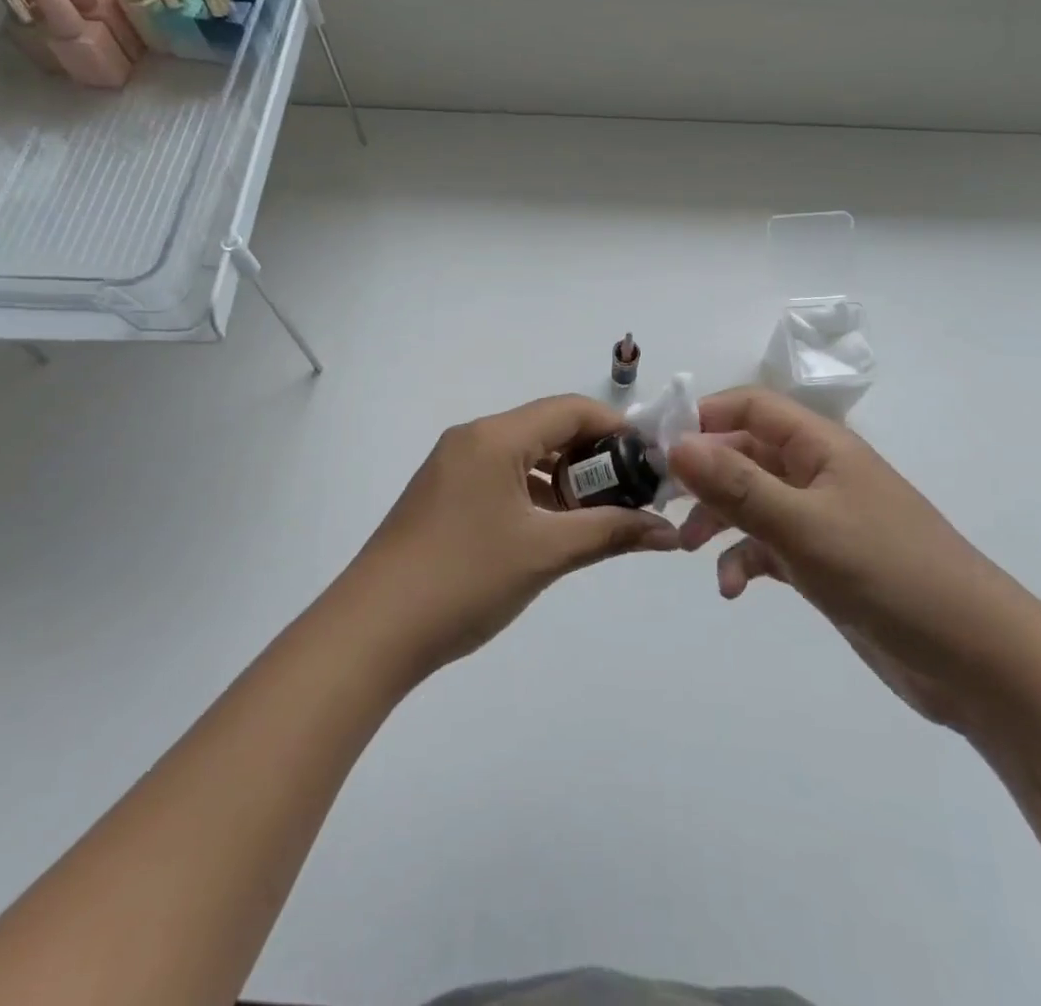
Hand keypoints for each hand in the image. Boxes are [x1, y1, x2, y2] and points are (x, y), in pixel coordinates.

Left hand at [339, 395, 680, 676]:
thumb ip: (611, 533)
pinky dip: (535, 494)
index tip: (652, 460)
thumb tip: (669, 532)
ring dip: (566, 479)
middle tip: (632, 493)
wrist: (372, 631)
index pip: (570, 410)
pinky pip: (501, 478)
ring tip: (600, 516)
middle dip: (594, 457)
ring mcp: (452, 468)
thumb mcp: (545, 553)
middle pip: (547, 429)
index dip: (617, 428)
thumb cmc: (464, 579)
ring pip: (524, 456)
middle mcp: (472, 440)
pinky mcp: (442, 496)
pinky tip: (555, 530)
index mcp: (494, 437)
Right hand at [668, 388, 1024, 726]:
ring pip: (751, 500)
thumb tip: (675, 443)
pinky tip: (733, 589)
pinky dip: (744, 559)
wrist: (977, 659)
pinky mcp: (822, 560)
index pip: (749, 406)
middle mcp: (817, 472)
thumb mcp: (804, 525)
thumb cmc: (889, 572)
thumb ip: (737, 484)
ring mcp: (820, 517)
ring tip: (686, 548)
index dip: (702, 418)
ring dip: (717, 519)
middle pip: (744, 452)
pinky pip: (768, 545)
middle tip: (661, 501)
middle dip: (702, 474)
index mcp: (820, 445)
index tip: (657, 447)